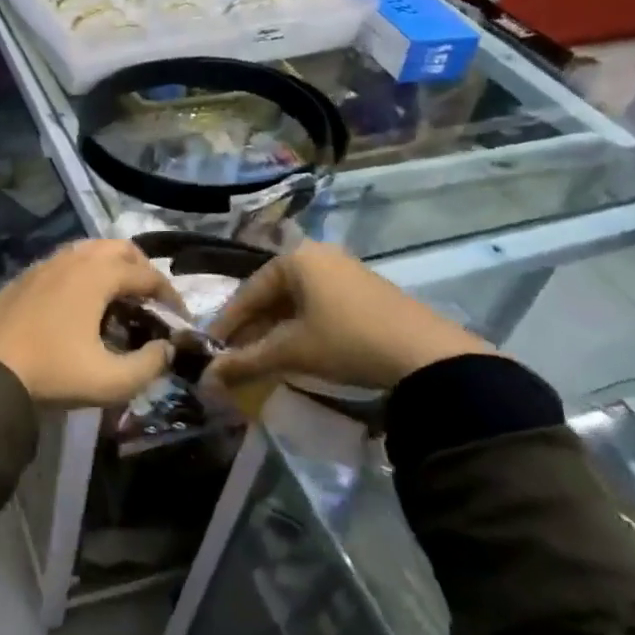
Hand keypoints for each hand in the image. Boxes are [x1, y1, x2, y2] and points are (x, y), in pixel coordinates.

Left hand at [0, 240, 181, 405]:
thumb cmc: (52, 373)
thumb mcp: (110, 381)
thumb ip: (150, 365)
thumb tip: (167, 349)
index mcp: (97, 275)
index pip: (147, 275)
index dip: (170, 296)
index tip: (179, 320)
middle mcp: (72, 259)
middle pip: (119, 249)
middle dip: (141, 271)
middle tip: (149, 302)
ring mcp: (43, 265)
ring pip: (88, 252)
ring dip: (110, 269)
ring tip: (117, 302)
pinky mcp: (23, 278)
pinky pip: (64, 264)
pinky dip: (83, 275)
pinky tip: (79, 307)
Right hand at [208, 241, 491, 391]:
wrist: (428, 356)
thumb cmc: (347, 341)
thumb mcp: (291, 352)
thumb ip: (245, 361)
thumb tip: (207, 378)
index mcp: (296, 258)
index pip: (248, 291)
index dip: (227, 323)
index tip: (212, 349)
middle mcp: (319, 255)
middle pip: (272, 294)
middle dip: (252, 328)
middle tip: (235, 357)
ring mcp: (346, 271)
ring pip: (296, 302)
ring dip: (276, 330)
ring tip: (263, 358)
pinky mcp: (366, 291)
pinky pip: (319, 306)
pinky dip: (302, 328)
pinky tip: (298, 351)